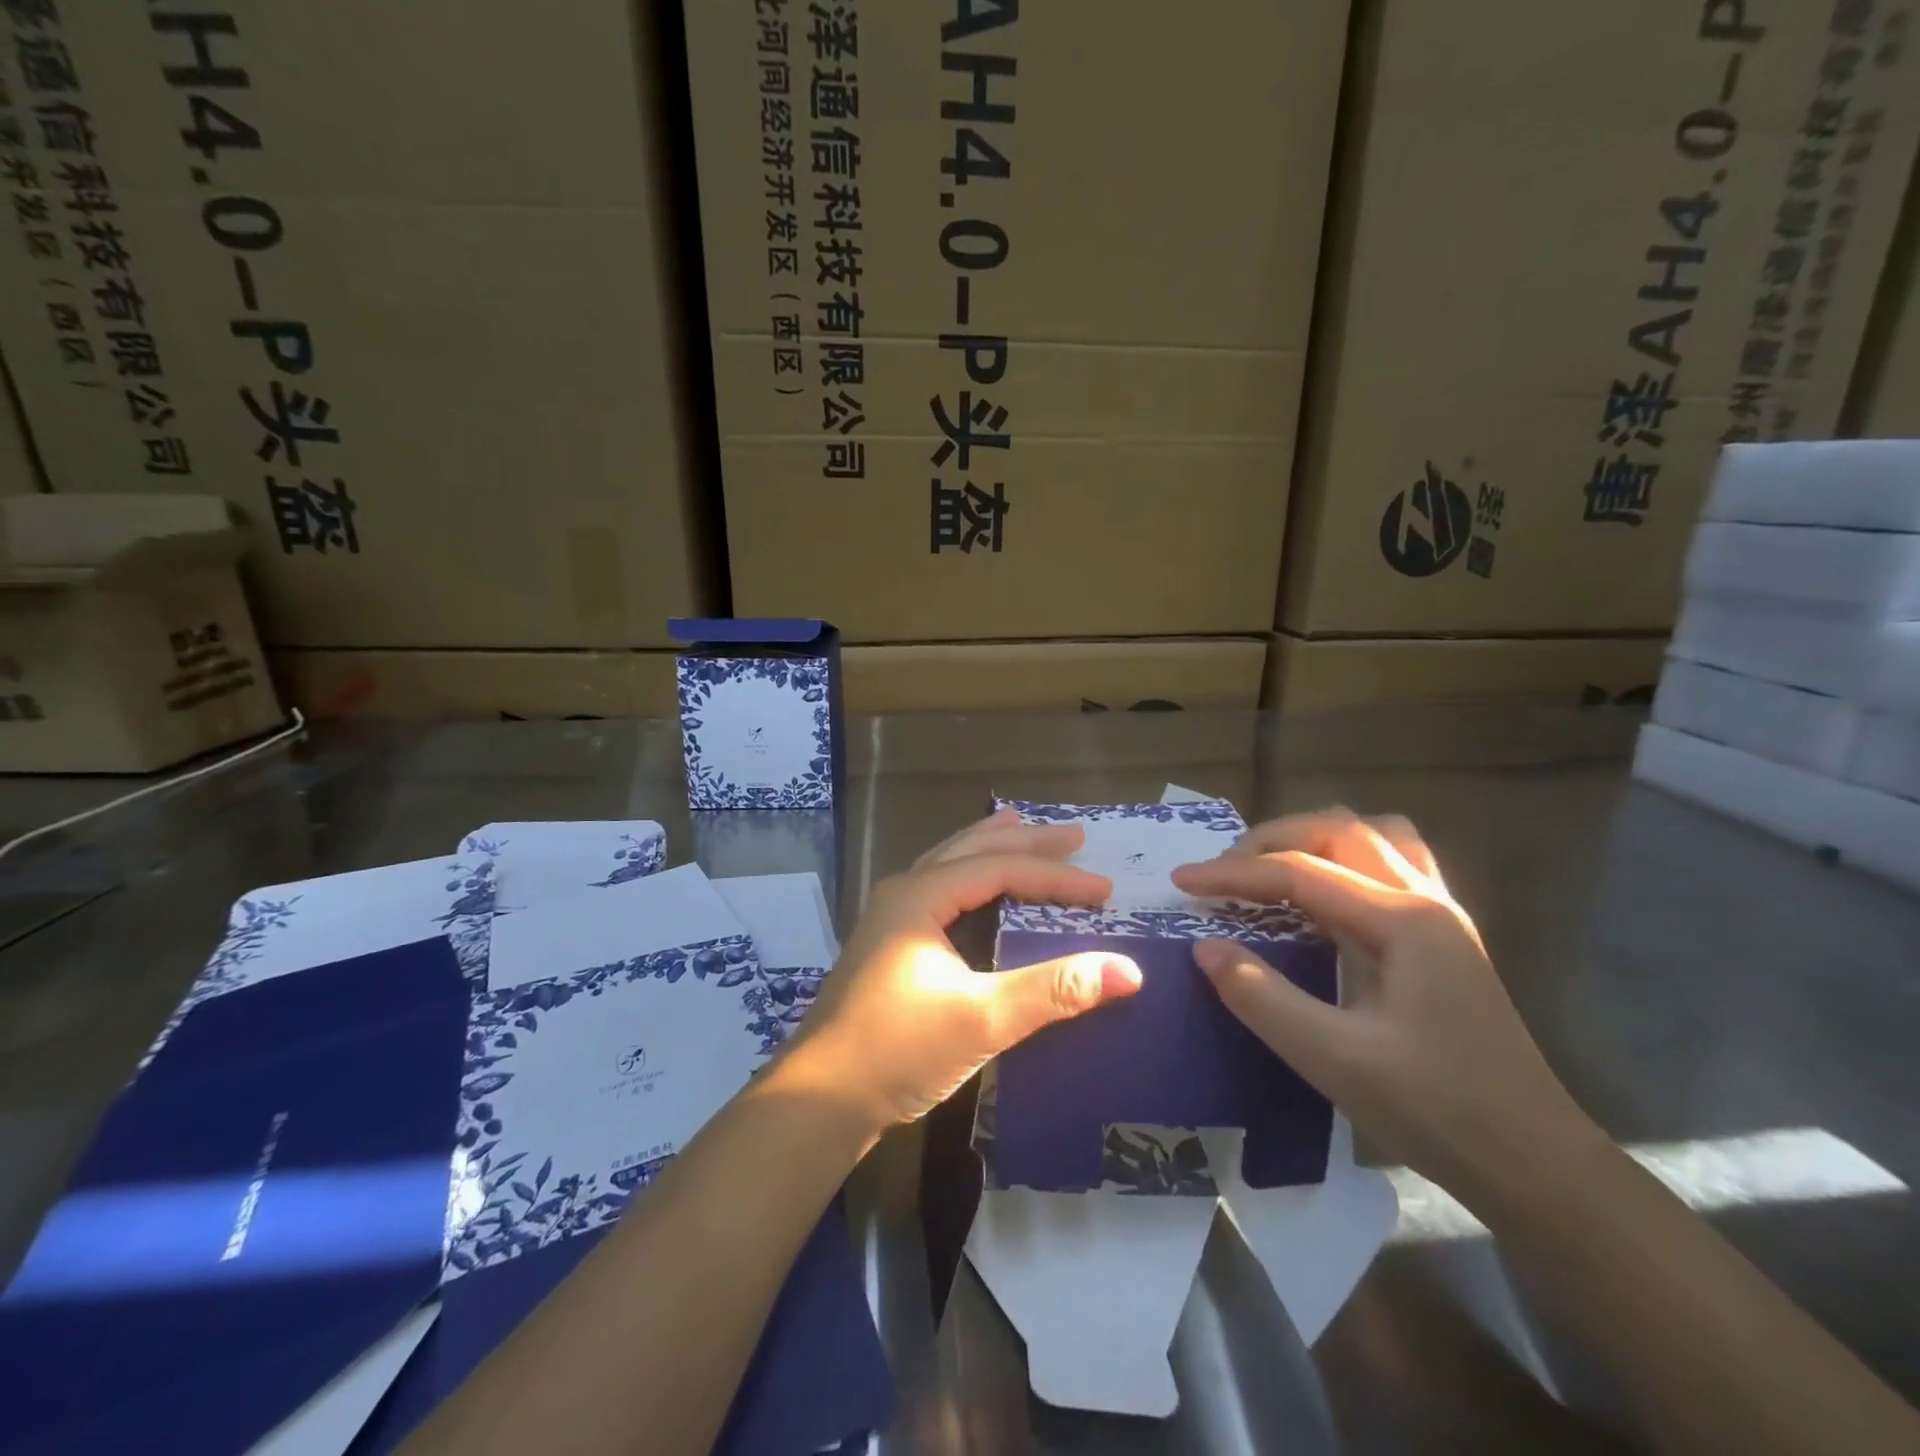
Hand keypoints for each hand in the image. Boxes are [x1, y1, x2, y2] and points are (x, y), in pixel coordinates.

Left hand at [774, 809, 1143, 1132]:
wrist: (817, 1101)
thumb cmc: (897, 1050)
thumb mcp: (982, 1019)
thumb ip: (1053, 990)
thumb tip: (1128, 970)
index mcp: (919, 896)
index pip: (1000, 869)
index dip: (1056, 877)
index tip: (1104, 891)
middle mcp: (903, 894)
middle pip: (971, 851)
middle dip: (1025, 842)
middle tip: (1075, 835)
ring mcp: (890, 919)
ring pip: (949, 865)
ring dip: (989, 847)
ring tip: (1019, 826)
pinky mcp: (889, 946)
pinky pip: (939, 890)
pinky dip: (968, 876)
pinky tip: (976, 889)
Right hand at [1171, 808, 1600, 1201]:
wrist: (1534, 1164)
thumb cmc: (1437, 1110)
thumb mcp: (1334, 1059)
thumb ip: (1261, 996)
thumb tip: (1204, 947)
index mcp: (1403, 920)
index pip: (1300, 872)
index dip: (1234, 873)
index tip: (1181, 881)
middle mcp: (1425, 899)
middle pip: (1339, 831)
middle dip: (1272, 840)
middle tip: (1224, 872)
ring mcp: (1440, 916)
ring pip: (1373, 838)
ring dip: (1314, 840)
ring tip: (1272, 870)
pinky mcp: (1442, 938)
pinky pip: (1390, 867)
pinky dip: (1344, 862)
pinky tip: (1323, 897)